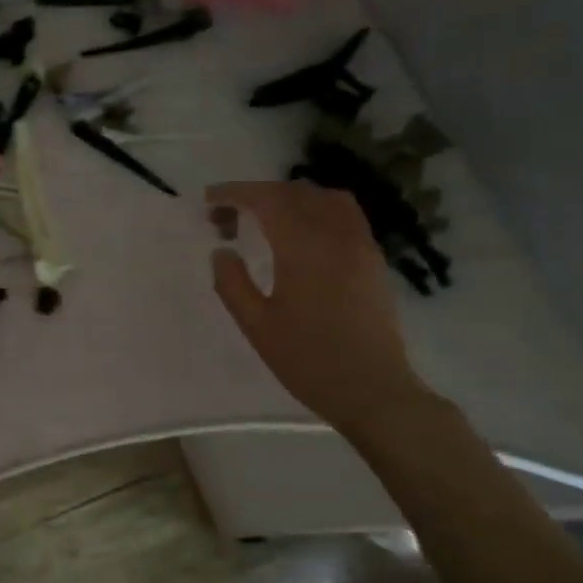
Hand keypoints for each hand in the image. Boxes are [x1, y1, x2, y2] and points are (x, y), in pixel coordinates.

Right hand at [207, 181, 431, 432]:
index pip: (267, 200)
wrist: (372, 390)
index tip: (209, 200)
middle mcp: (336, 236)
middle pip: (295, 192)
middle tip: (227, 217)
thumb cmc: (308, 360)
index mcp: (304, 249)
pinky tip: (299, 233)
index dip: (235, 193)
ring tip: (264, 218)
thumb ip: (232, 283)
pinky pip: (344, 214)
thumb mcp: (256, 325)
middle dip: (257, 194)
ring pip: (325, 197)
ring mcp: (360, 245)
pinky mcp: (373, 259)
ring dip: (289, 197)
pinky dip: (315, 208)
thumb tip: (222, 251)